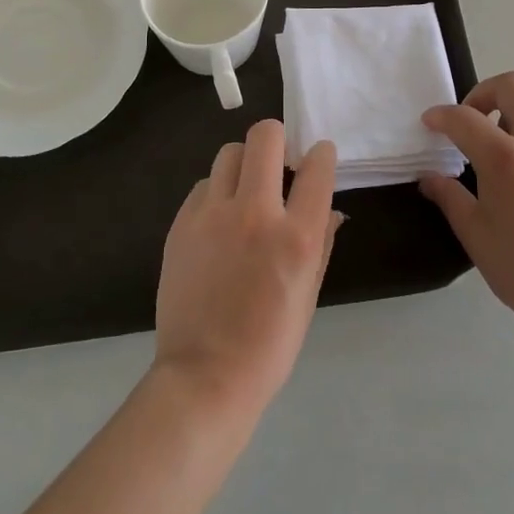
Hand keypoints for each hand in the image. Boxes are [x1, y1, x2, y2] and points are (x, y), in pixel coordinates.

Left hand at [154, 120, 342, 422]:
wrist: (204, 376)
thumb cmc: (269, 344)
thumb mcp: (309, 294)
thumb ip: (322, 242)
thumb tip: (331, 210)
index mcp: (297, 236)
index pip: (317, 167)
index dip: (322, 155)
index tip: (318, 158)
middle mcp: (255, 213)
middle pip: (265, 137)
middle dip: (277, 138)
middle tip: (279, 161)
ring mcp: (213, 215)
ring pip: (229, 153)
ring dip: (244, 163)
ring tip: (246, 190)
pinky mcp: (182, 223)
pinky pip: (204, 184)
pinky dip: (217, 191)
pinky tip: (219, 219)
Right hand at [420, 74, 513, 338]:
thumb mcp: (476, 235)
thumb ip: (449, 197)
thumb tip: (429, 178)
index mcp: (505, 158)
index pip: (464, 118)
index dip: (441, 115)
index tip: (430, 122)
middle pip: (512, 85)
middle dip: (484, 93)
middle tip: (473, 120)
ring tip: (509, 134)